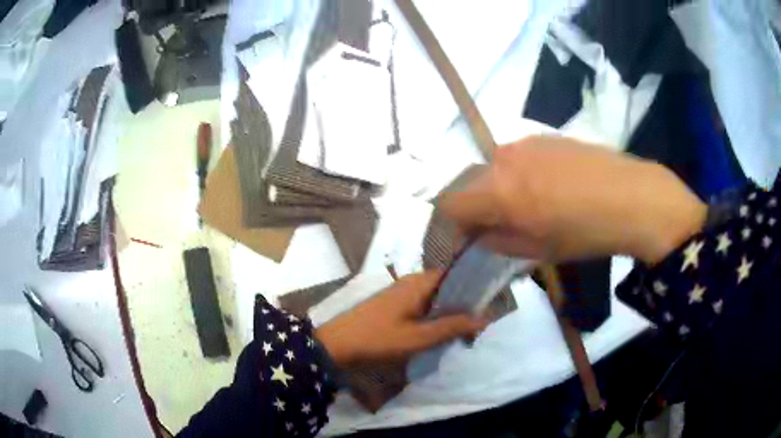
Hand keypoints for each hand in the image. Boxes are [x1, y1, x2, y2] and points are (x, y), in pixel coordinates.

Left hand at [315, 271, 485, 367]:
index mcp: (418, 282)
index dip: (474, 285)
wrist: (337, 345)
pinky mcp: (392, 305)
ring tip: (464, 328)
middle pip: (445, 286)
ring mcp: (399, 292)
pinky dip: (434, 315)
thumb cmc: (379, 339)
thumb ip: (451, 327)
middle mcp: (410, 281)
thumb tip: (484, 317)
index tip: (490, 300)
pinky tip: (440, 331)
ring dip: (448, 311)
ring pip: (434, 297)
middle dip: (463, 302)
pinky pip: (421, 305)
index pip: (454, 273)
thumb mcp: (418, 337)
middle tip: (479, 321)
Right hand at [440, 136, 706, 264]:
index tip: (469, 240)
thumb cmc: (585, 232)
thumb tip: (479, 235)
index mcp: (499, 191)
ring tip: (531, 206)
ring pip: (495, 168)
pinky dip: (520, 174)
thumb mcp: (538, 250)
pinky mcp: (546, 137)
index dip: (453, 225)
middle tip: (501, 227)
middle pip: (471, 184)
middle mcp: (504, 159)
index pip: (451, 203)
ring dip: (500, 189)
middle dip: (478, 207)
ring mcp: (526, 143)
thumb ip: (498, 241)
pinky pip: (518, 157)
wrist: (632, 197)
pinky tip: (550, 187)